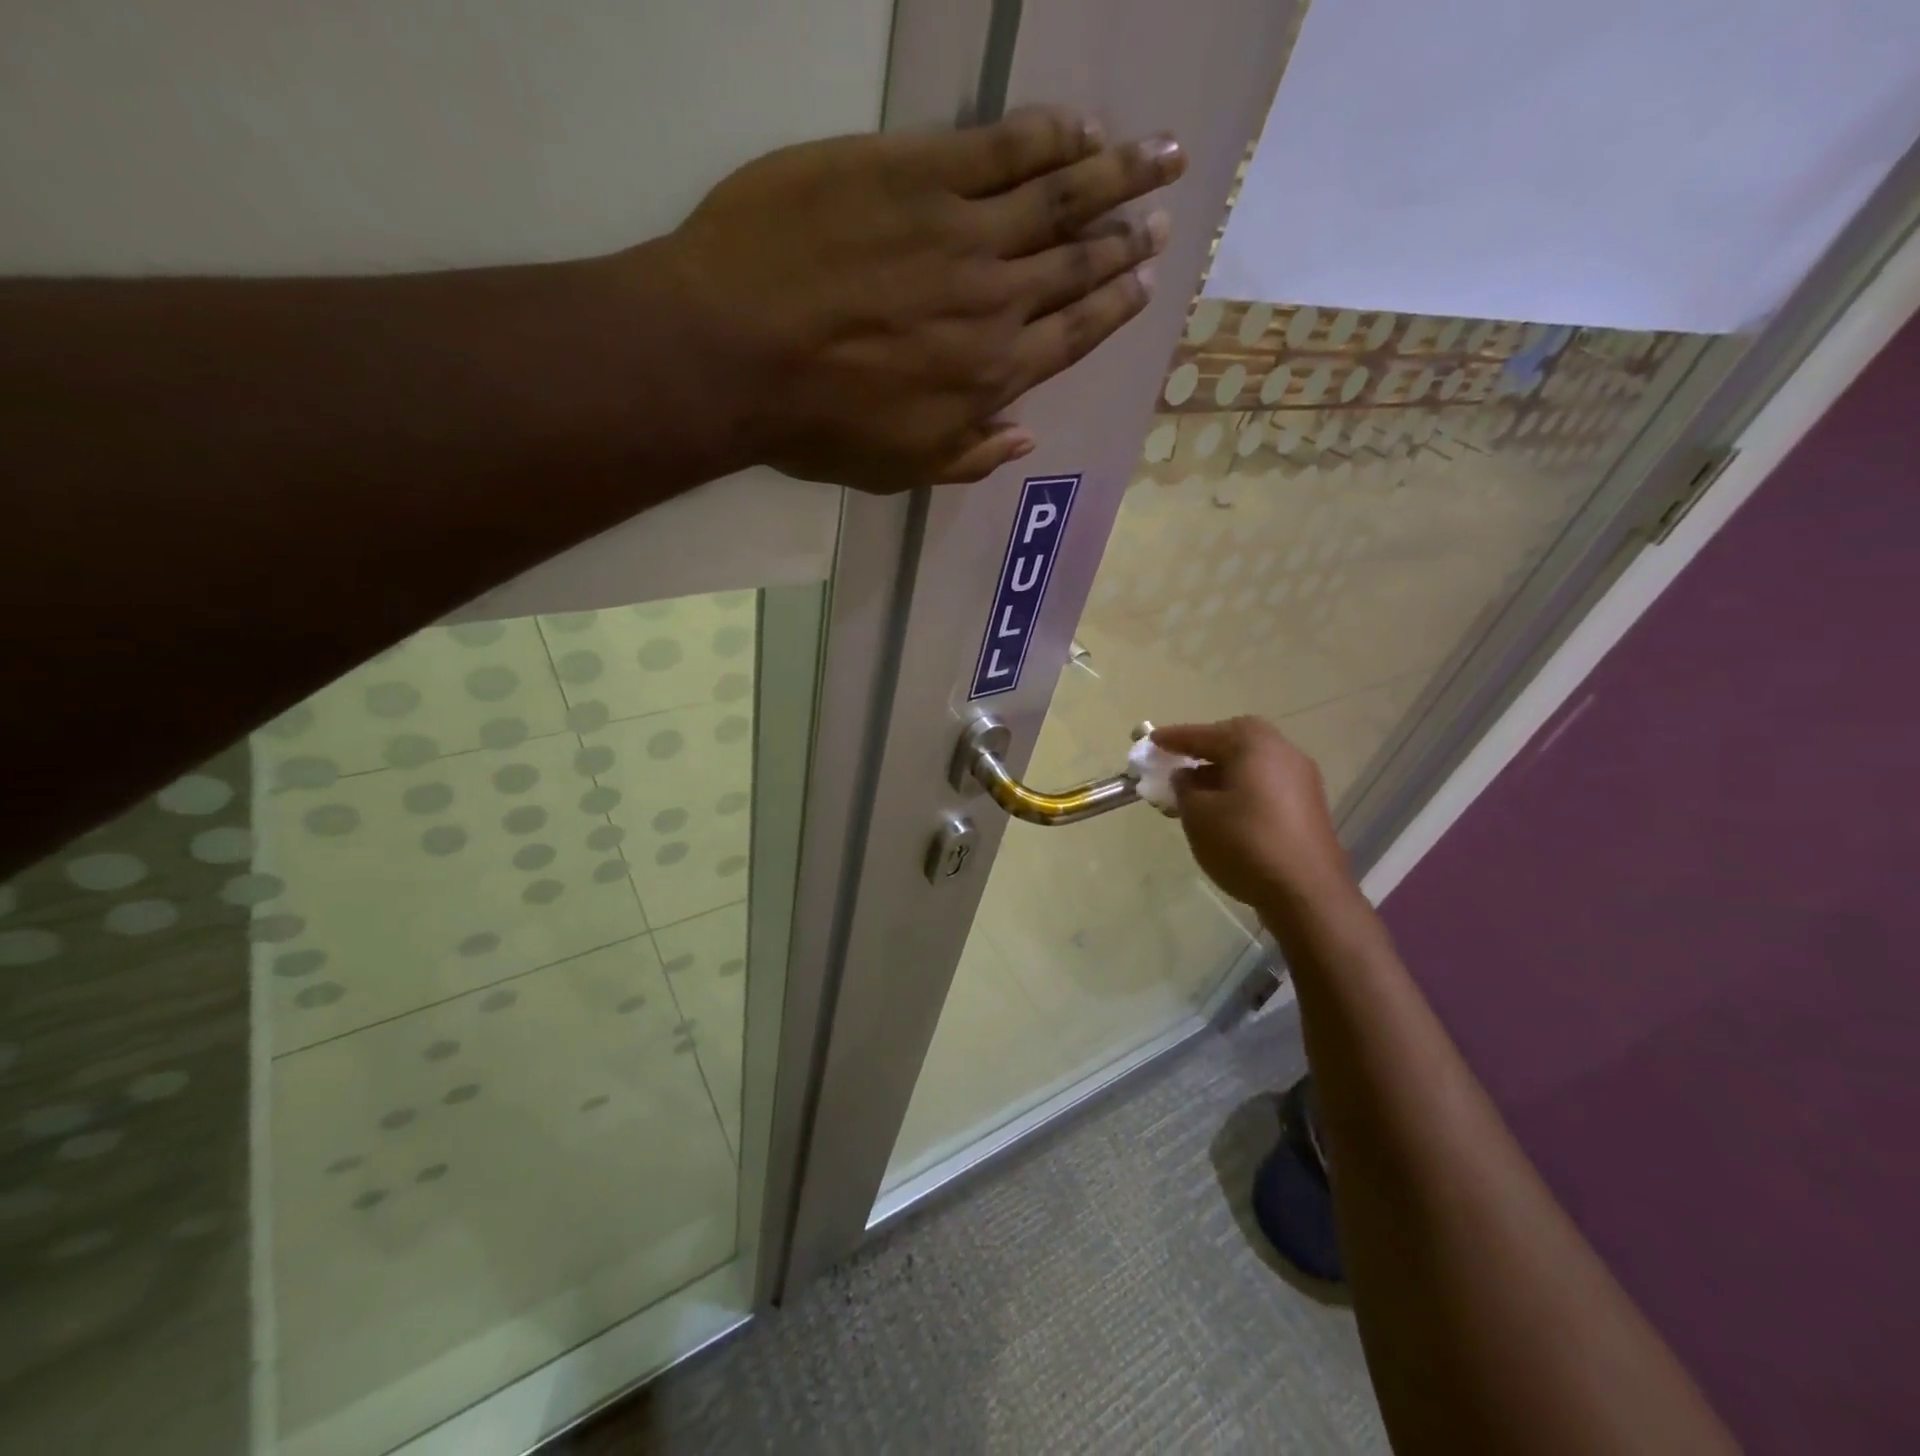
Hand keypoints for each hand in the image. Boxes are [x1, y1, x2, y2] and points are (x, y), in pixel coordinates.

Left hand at [654, 107, 1183, 490]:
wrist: (738, 352)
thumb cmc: (817, 425)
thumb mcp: (899, 469)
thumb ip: (969, 456)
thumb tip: (1024, 438)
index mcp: (993, 375)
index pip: (1073, 335)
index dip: (1113, 307)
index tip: (1144, 283)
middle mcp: (997, 302)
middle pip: (1078, 264)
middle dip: (1127, 240)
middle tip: (1166, 217)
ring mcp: (963, 232)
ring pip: (1061, 196)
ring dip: (1118, 174)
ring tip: (1162, 155)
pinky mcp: (920, 170)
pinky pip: (1004, 145)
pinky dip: (1050, 134)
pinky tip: (1082, 128)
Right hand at [1154, 718, 1358, 917]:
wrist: (1306, 893)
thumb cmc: (1245, 844)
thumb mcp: (1198, 814)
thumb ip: (1184, 788)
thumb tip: (1186, 777)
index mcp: (1255, 745)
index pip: (1205, 734)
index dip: (1175, 739)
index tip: (1151, 742)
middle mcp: (1283, 753)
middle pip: (1236, 742)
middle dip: (1205, 750)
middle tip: (1179, 762)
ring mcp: (1301, 780)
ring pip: (1252, 765)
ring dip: (1222, 772)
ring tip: (1195, 793)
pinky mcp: (1308, 807)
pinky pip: (1266, 784)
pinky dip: (1241, 789)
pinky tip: (1223, 811)